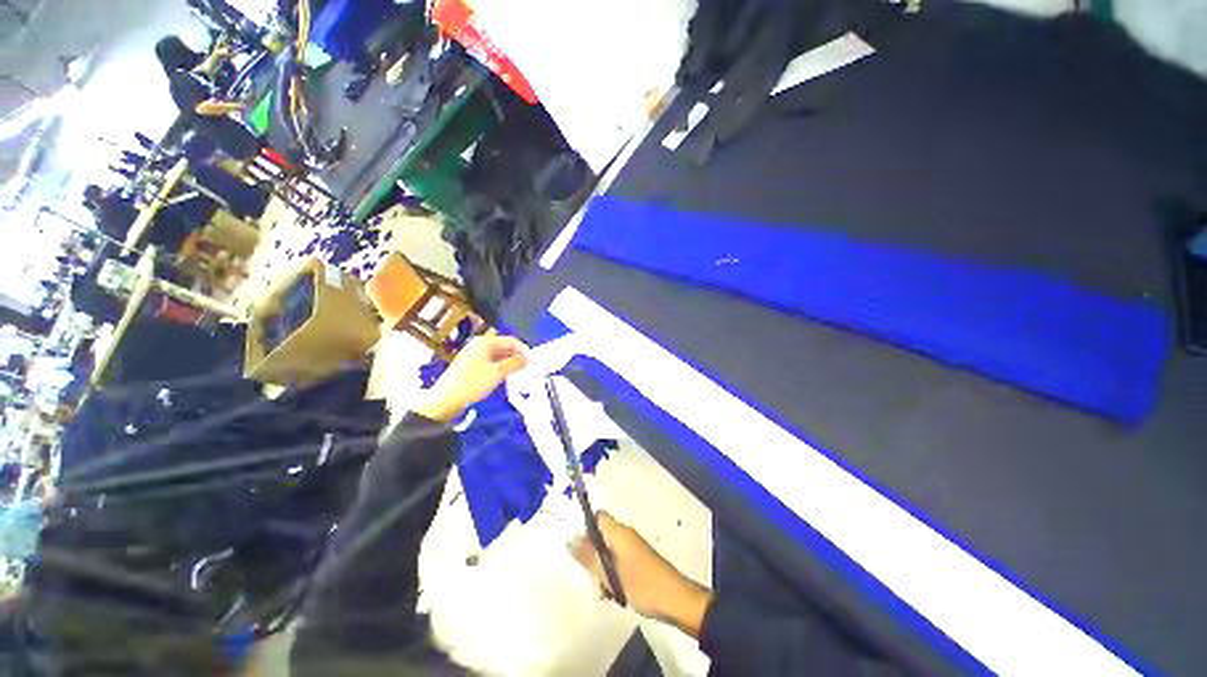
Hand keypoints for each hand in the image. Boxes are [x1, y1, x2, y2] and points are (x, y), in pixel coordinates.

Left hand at [413, 335, 528, 422]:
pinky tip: (505, 377)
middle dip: (517, 357)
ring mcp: (474, 355)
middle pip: (504, 347)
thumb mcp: (497, 372)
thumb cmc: (473, 383)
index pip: (511, 341)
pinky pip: (491, 363)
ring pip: (498, 356)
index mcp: (485, 342)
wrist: (446, 400)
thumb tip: (530, 357)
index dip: (523, 350)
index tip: (533, 362)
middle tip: (528, 369)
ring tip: (519, 374)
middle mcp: (479, 345)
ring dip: (509, 364)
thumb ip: (515, 363)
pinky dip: (500, 368)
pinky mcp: (471, 366)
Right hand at [571, 512, 713, 637]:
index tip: (581, 552)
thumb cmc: (643, 584)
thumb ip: (589, 557)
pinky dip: (613, 576)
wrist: (677, 600)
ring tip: (607, 594)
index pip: (598, 517)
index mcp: (619, 532)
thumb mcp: (611, 574)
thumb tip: (569, 538)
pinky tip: (616, 595)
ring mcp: (633, 549)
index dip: (586, 530)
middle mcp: (625, 536)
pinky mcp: (638, 562)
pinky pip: (618, 563)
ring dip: (602, 572)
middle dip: (593, 558)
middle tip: (595, 582)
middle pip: (600, 537)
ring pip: (608, 553)